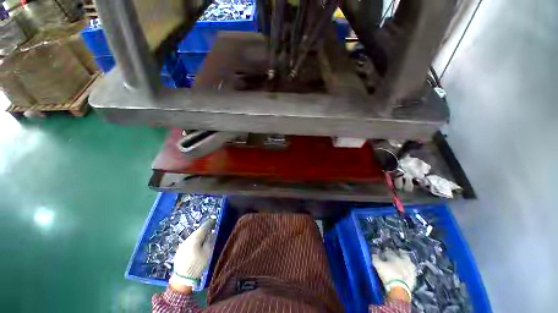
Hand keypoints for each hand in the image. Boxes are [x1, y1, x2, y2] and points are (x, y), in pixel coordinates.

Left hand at [169, 219, 215, 289]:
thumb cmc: (197, 265)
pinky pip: (190, 243)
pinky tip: (198, 247)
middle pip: (198, 231)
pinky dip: (195, 242)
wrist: (182, 280)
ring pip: (194, 237)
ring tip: (207, 238)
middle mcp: (187, 239)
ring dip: (201, 236)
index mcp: (195, 238)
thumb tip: (213, 232)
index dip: (211, 222)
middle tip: (213, 230)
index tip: (216, 221)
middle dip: (206, 229)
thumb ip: (211, 240)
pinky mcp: (180, 252)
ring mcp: (182, 245)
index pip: (204, 226)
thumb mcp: (208, 252)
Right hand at [372, 249, 415, 301]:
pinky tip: (406, 271)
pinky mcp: (414, 278)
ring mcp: (411, 270)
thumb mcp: (378, 265)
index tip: (383, 252)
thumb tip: (374, 254)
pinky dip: (409, 270)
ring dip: (406, 261)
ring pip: (409, 262)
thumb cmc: (388, 275)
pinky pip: (412, 271)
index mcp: (395, 257)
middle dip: (399, 253)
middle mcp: (404, 261)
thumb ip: (375, 258)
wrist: (399, 289)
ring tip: (402, 262)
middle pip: (403, 254)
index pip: (389, 251)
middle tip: (396, 253)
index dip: (385, 251)